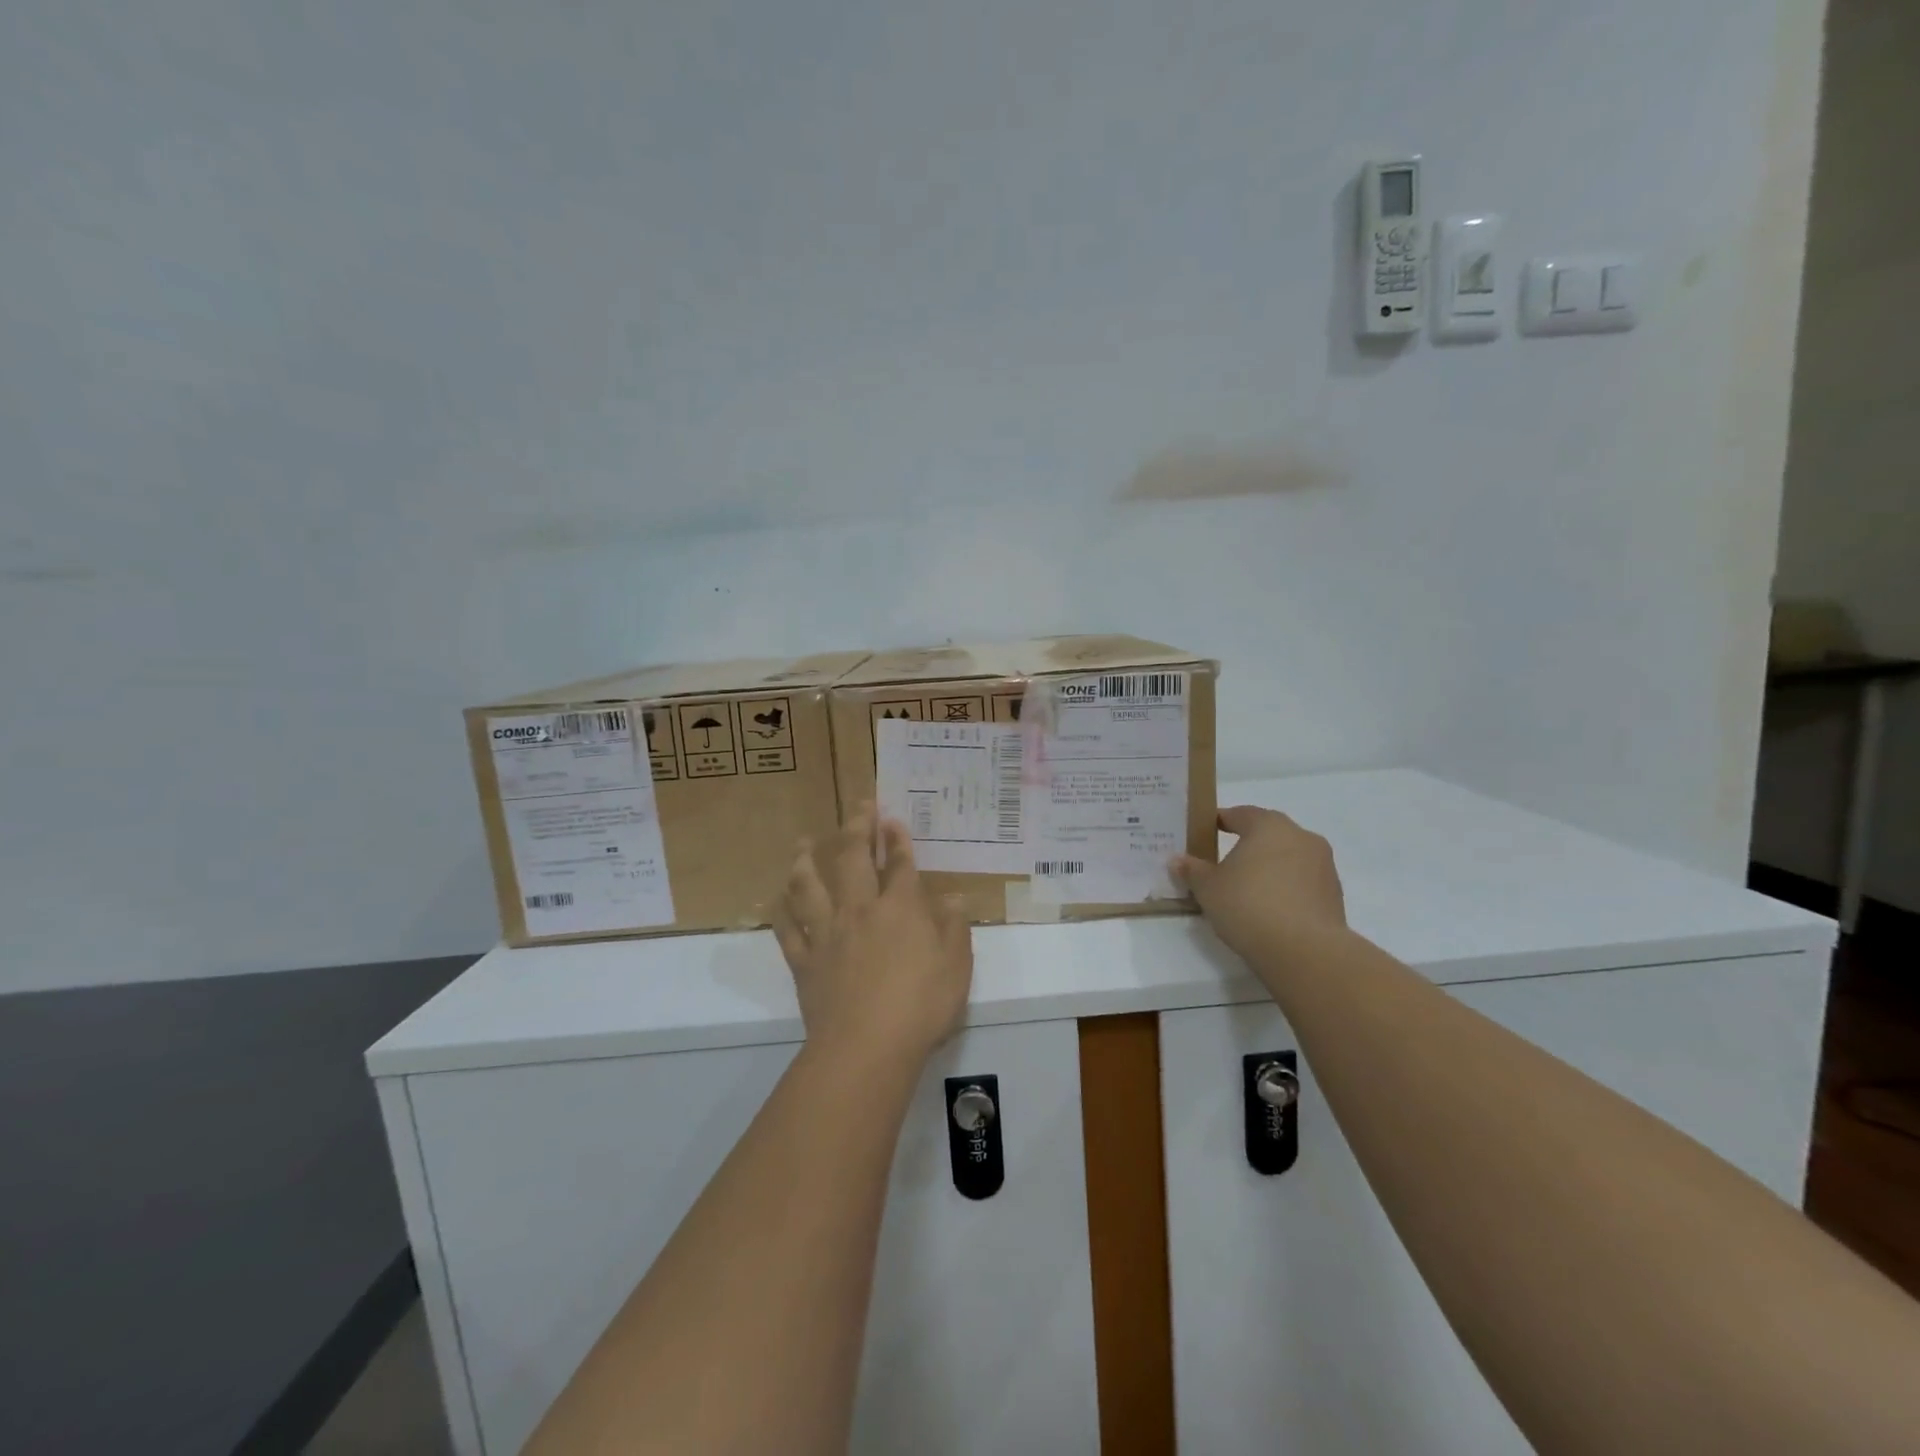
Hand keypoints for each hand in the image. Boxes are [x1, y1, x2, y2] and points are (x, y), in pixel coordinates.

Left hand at [772, 803, 972, 1066]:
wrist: (865, 1047)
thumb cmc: (921, 1006)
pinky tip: (779, 900)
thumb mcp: (956, 967)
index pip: (899, 864)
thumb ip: (955, 928)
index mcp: (900, 909)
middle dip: (857, 828)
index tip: (892, 818)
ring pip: (810, 886)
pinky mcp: (805, 961)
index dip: (897, 839)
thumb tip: (954, 898)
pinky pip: (788, 930)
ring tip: (803, 843)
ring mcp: (828, 934)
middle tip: (858, 806)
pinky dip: (782, 912)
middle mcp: (860, 910)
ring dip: (806, 859)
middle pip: (854, 859)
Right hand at [1172, 806, 1346, 961]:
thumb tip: (1177, 860)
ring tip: (1247, 889)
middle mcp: (1301, 837)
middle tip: (1224, 861)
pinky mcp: (1334, 895)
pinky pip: (1302, 882)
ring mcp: (1323, 866)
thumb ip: (1192, 870)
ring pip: (1288, 858)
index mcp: (1269, 825)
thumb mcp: (1208, 888)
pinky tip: (1269, 908)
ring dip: (1269, 867)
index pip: (1240, 814)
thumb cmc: (1248, 905)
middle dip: (1247, 844)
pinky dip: (1285, 888)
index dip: (1220, 821)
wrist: (1305, 951)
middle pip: (1268, 834)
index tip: (1205, 831)